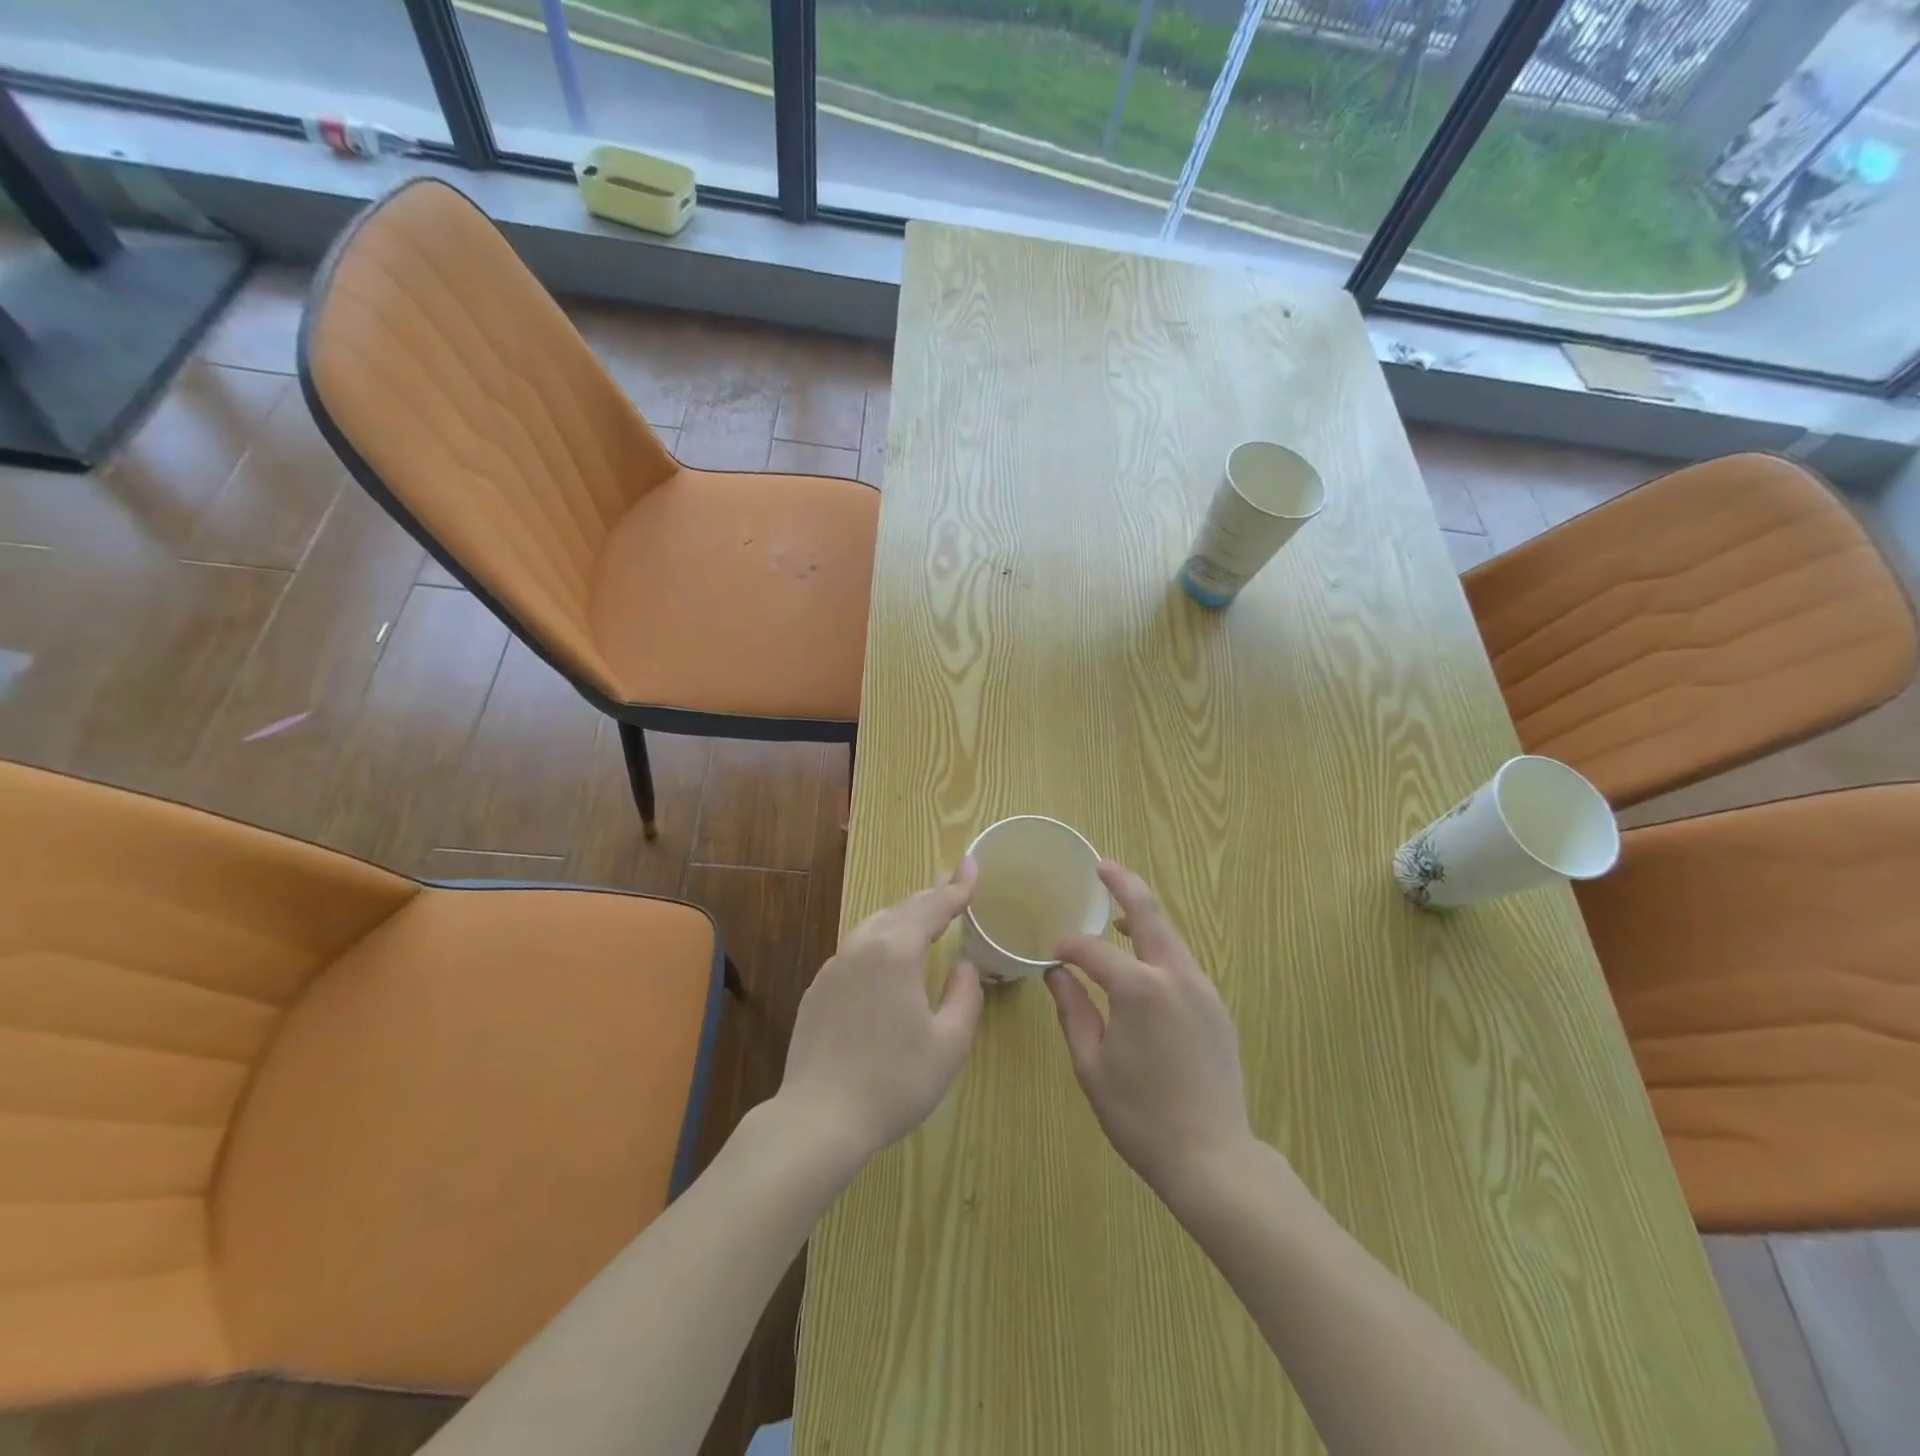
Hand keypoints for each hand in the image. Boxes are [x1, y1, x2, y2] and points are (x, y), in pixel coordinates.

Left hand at [776, 859, 984, 1174]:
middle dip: (931, 893)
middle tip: (954, 881)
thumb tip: (964, 965)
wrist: (819, 1119)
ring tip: (925, 911)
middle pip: (902, 909)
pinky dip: (881, 938)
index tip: (972, 864)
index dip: (957, 886)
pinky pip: (856, 948)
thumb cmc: (893, 1082)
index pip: (934, 907)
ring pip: (875, 924)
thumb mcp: (949, 1044)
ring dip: (904, 914)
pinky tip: (887, 954)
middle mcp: (862, 947)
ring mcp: (834, 966)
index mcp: (895, 952)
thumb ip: (965, 995)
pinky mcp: (818, 989)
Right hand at [1046, 861, 1252, 1198]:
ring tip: (1117, 913)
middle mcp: (1175, 976)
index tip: (1051, 953)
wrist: (1213, 1158)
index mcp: (1139, 989)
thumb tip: (1056, 973)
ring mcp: (1202, 989)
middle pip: (1148, 914)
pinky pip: (1182, 963)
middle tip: (1101, 865)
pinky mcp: (1216, 1006)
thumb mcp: (1091, 1064)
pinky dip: (1159, 949)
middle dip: (1123, 884)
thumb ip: (1073, 1009)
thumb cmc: (1140, 1115)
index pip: (1093, 950)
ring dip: (1143, 917)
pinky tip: (1144, 966)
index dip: (1068, 946)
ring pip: (1169, 936)